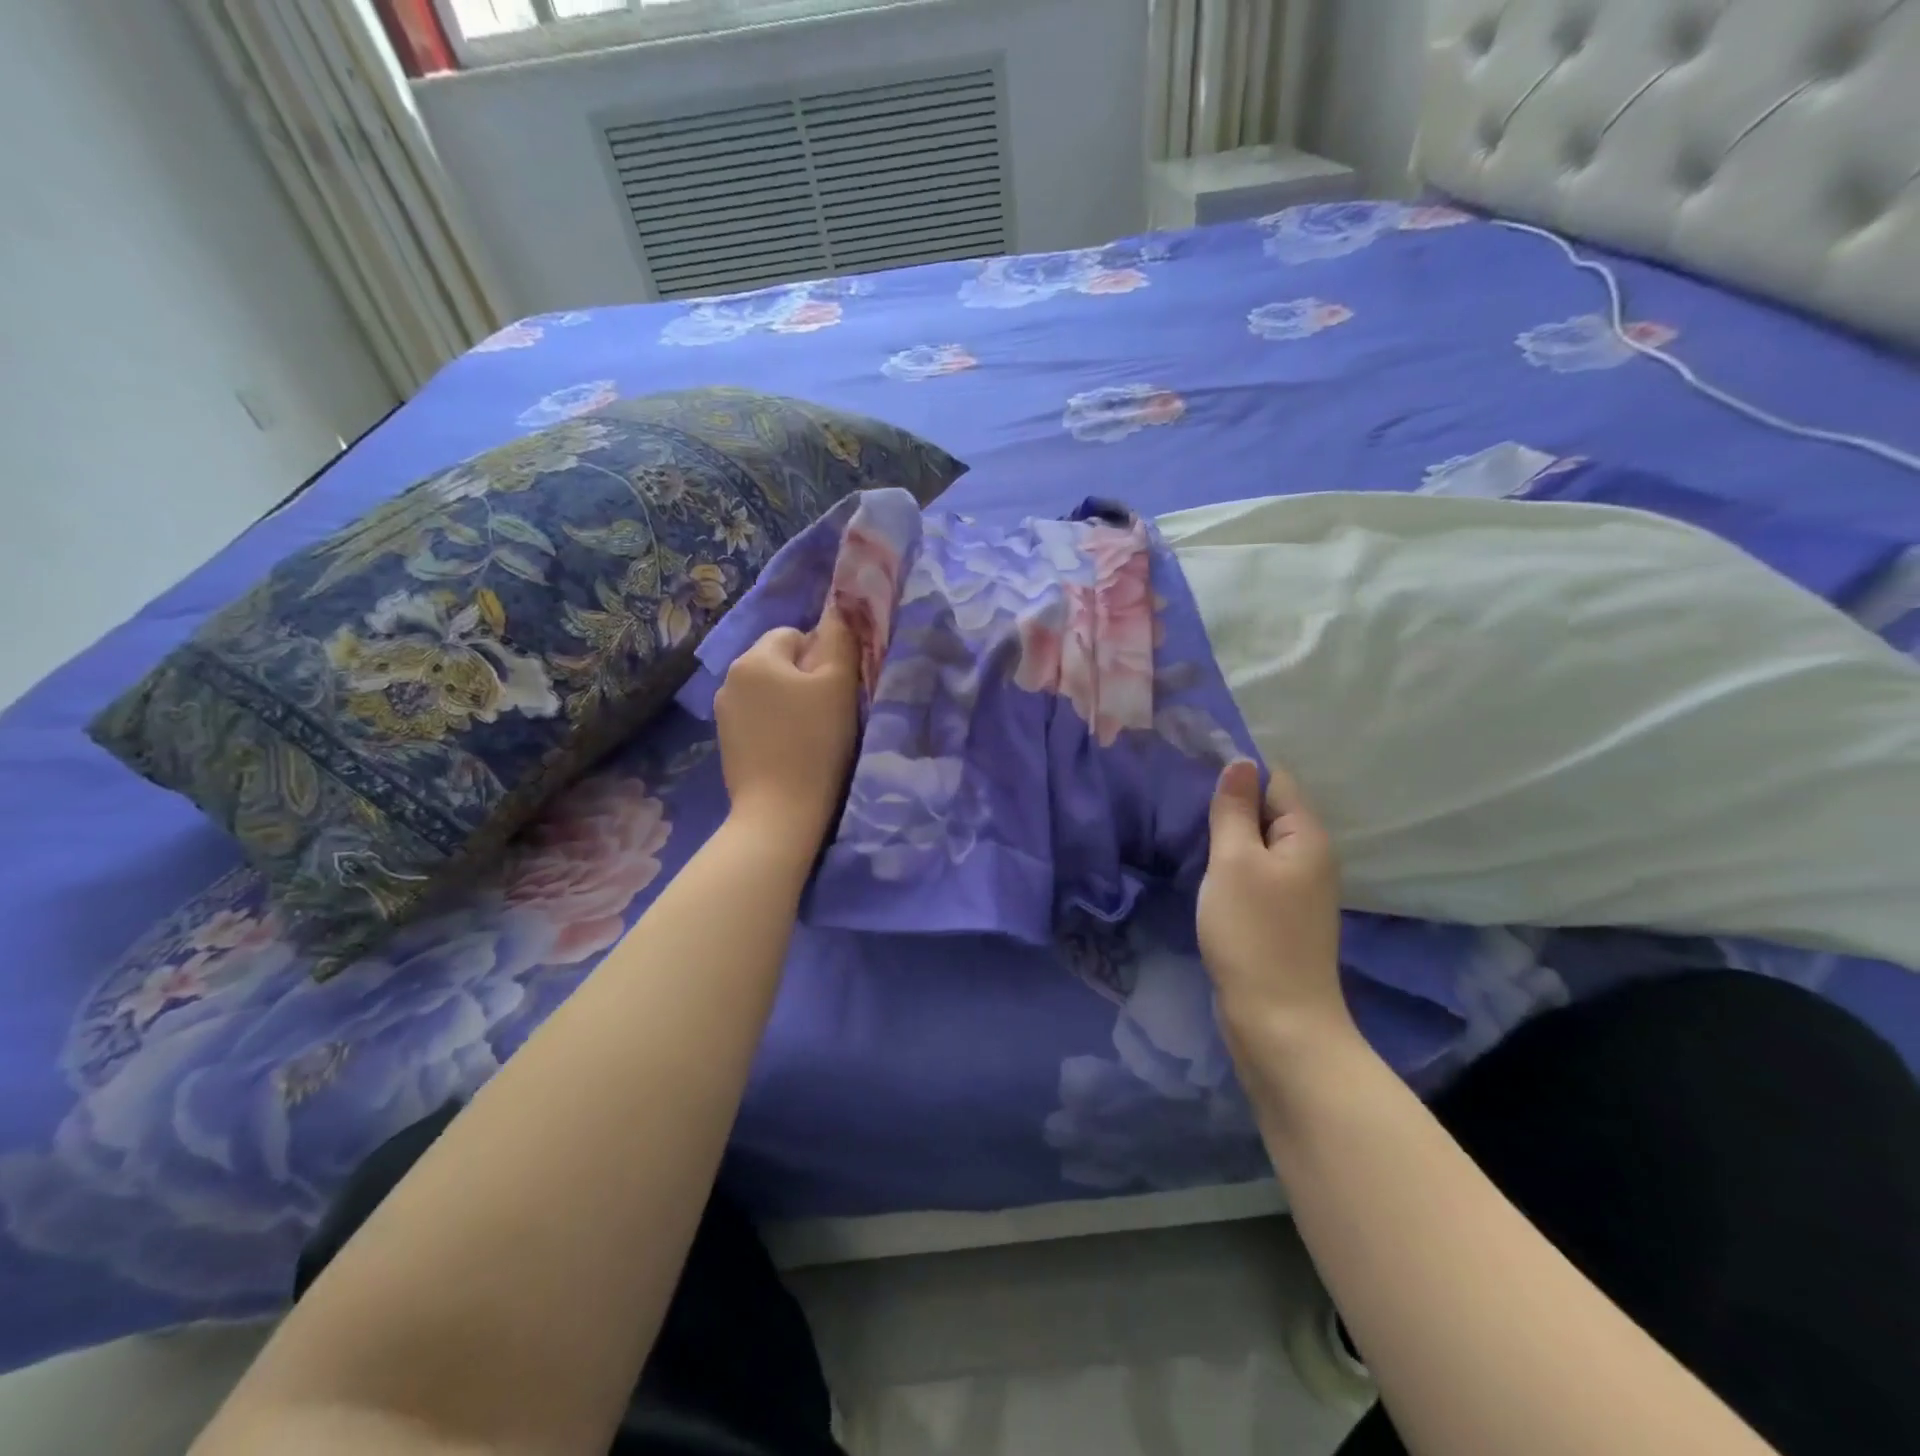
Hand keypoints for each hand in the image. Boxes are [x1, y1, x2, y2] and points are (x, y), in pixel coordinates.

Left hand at [714, 608, 860, 844]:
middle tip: (828, 712)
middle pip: (779, 662)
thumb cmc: (815, 741)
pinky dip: (775, 726)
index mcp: (755, 657)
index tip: (836, 689)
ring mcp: (723, 711)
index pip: (795, 635)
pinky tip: (790, 750)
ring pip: (768, 691)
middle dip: (803, 679)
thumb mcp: (838, 684)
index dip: (822, 657)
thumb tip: (840, 607)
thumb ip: (840, 638)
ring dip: (789, 702)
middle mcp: (730, 676)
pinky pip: (757, 717)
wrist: (780, 810)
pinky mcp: (725, 741)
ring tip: (810, 734)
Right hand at [1197, 758, 1352, 1049]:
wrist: (1277, 1020)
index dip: (1238, 776)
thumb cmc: (1253, 932)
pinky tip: (1204, 872)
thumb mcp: (1234, 861)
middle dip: (1230, 807)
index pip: (1276, 781)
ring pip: (1258, 845)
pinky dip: (1231, 868)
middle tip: (1182, 807)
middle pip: (1268, 812)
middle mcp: (1310, 858)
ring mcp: (1297, 891)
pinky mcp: (1282, 917)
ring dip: (1227, 839)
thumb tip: (1240, 762)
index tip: (1193, 778)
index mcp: (1307, 837)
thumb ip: (1235, 810)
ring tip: (1186, 834)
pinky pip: (1256, 875)